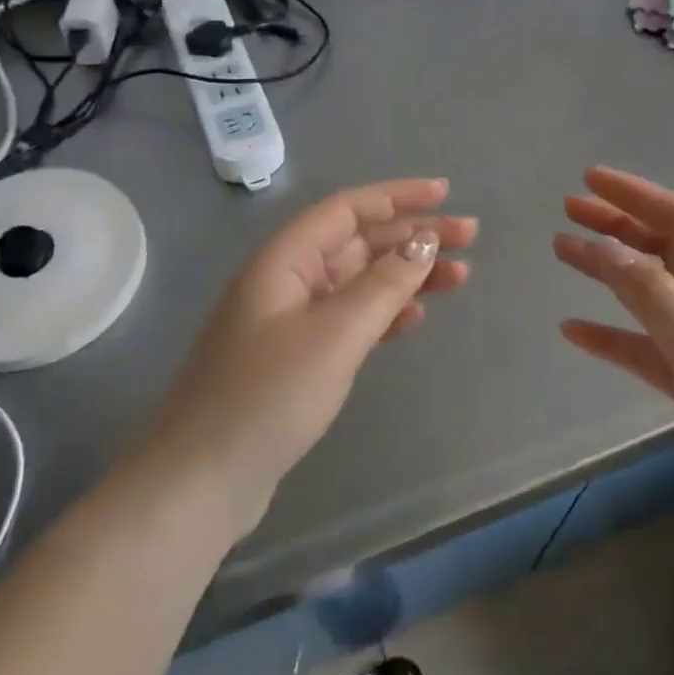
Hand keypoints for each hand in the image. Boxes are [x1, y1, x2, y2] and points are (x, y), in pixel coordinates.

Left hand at [150, 179, 475, 538]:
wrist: (203, 479)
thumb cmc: (268, 395)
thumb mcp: (335, 334)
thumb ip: (383, 285)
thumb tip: (424, 243)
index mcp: (285, 259)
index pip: (348, 208)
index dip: (398, 196)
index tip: (446, 194)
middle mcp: (286, 278)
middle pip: (358, 241)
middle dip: (412, 236)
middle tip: (470, 238)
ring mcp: (290, 318)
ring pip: (358, 280)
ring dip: (405, 274)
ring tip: (459, 276)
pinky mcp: (296, 355)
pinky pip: (349, 317)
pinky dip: (384, 311)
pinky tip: (415, 315)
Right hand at [553, 166, 673, 562]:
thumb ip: (653, 293)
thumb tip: (605, 244)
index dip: (635, 194)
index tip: (589, 178)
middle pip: (665, 250)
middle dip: (618, 227)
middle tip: (568, 210)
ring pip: (652, 296)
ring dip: (610, 275)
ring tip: (564, 253)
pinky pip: (649, 348)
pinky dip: (614, 337)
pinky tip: (575, 331)